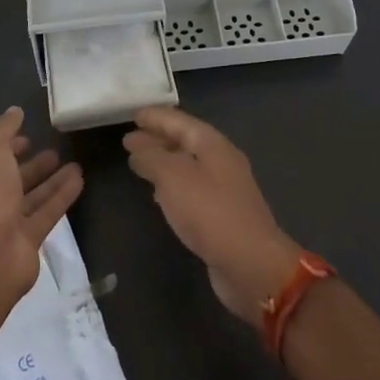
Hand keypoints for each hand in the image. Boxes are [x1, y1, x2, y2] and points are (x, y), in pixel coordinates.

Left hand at [0, 107, 83, 311]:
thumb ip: (2, 129)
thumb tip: (14, 111)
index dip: (7, 147)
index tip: (28, 136)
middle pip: (14, 180)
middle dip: (32, 166)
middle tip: (55, 151)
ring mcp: (9, 222)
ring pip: (34, 197)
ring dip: (52, 180)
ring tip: (76, 164)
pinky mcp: (30, 239)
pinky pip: (49, 212)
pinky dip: (63, 196)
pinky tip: (80, 180)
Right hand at [123, 107, 301, 323]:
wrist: (250, 264)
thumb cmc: (209, 212)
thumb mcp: (173, 177)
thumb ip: (152, 158)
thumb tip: (137, 147)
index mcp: (213, 145)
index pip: (180, 121)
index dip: (157, 117)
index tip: (134, 115)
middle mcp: (221, 161)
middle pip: (186, 142)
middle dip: (158, 138)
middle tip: (129, 139)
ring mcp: (224, 189)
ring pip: (188, 166)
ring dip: (164, 161)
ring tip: (139, 163)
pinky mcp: (221, 214)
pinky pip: (192, 189)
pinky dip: (172, 185)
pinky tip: (159, 194)